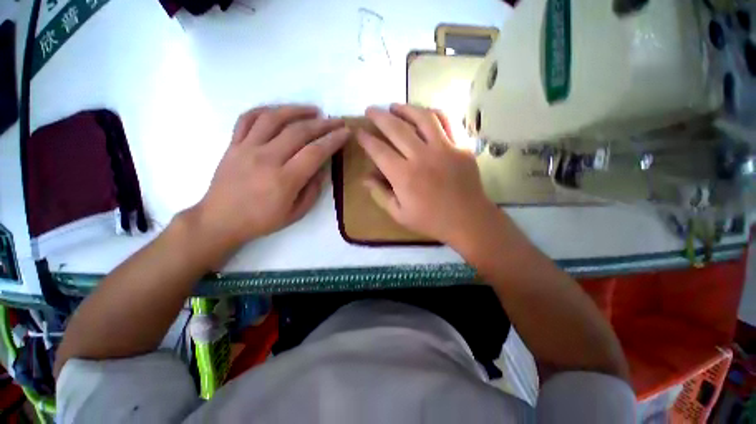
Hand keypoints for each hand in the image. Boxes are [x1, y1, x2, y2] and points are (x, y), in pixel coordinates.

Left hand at [191, 105, 348, 251]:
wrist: (220, 220)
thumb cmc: (262, 220)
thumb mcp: (296, 213)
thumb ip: (313, 190)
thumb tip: (322, 168)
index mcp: (285, 179)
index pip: (315, 152)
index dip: (333, 140)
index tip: (346, 132)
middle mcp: (267, 158)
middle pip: (299, 131)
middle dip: (323, 123)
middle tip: (337, 120)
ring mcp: (247, 148)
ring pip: (274, 118)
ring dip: (297, 110)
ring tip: (313, 110)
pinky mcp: (233, 144)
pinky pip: (248, 118)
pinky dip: (266, 110)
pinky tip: (280, 111)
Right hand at [357, 104, 499, 246]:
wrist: (468, 220)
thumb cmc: (431, 220)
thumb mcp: (399, 214)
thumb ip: (380, 194)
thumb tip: (365, 178)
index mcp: (404, 176)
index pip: (379, 151)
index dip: (366, 139)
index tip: (358, 132)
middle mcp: (422, 157)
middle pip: (396, 128)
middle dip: (379, 117)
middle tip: (370, 110)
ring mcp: (444, 148)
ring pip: (422, 118)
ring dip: (405, 108)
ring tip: (394, 106)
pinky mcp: (461, 146)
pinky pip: (446, 121)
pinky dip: (433, 113)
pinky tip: (424, 113)